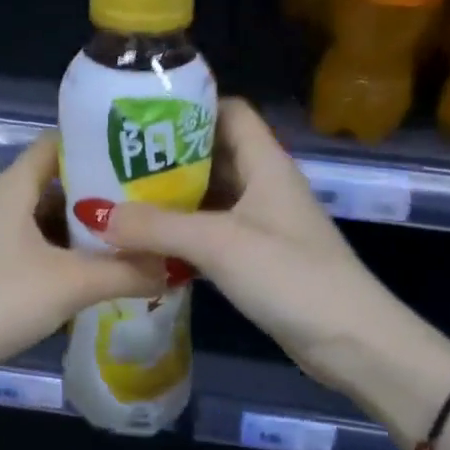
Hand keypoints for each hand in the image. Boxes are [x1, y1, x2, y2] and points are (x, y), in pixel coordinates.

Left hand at [0, 134, 167, 384]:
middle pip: (60, 181)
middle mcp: (6, 202)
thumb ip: (125, 272)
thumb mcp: (70, 283)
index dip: (98, 143)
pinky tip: (103, 268)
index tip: (141, 153)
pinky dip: (71, 253)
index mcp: (16, 186)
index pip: (59, 142)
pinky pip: (42, 246)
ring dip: (89, 226)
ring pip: (52, 218)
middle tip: (151, 198)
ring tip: (137, 232)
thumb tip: (172, 265)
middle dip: (104, 190)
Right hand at [100, 100, 449, 416]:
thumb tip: (97, 214)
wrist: (352, 342)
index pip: (228, 111)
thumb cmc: (291, 276)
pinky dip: (182, 233)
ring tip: (120, 199)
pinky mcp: (258, 257)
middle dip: (166, 157)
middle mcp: (263, 184)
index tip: (140, 117)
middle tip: (114, 161)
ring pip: (210, 196)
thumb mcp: (219, 244)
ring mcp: (262, 222)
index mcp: (265, 162)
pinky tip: (148, 243)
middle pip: (212, 153)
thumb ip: (158, 227)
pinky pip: (212, 232)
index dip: (189, 107)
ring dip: (171, 198)